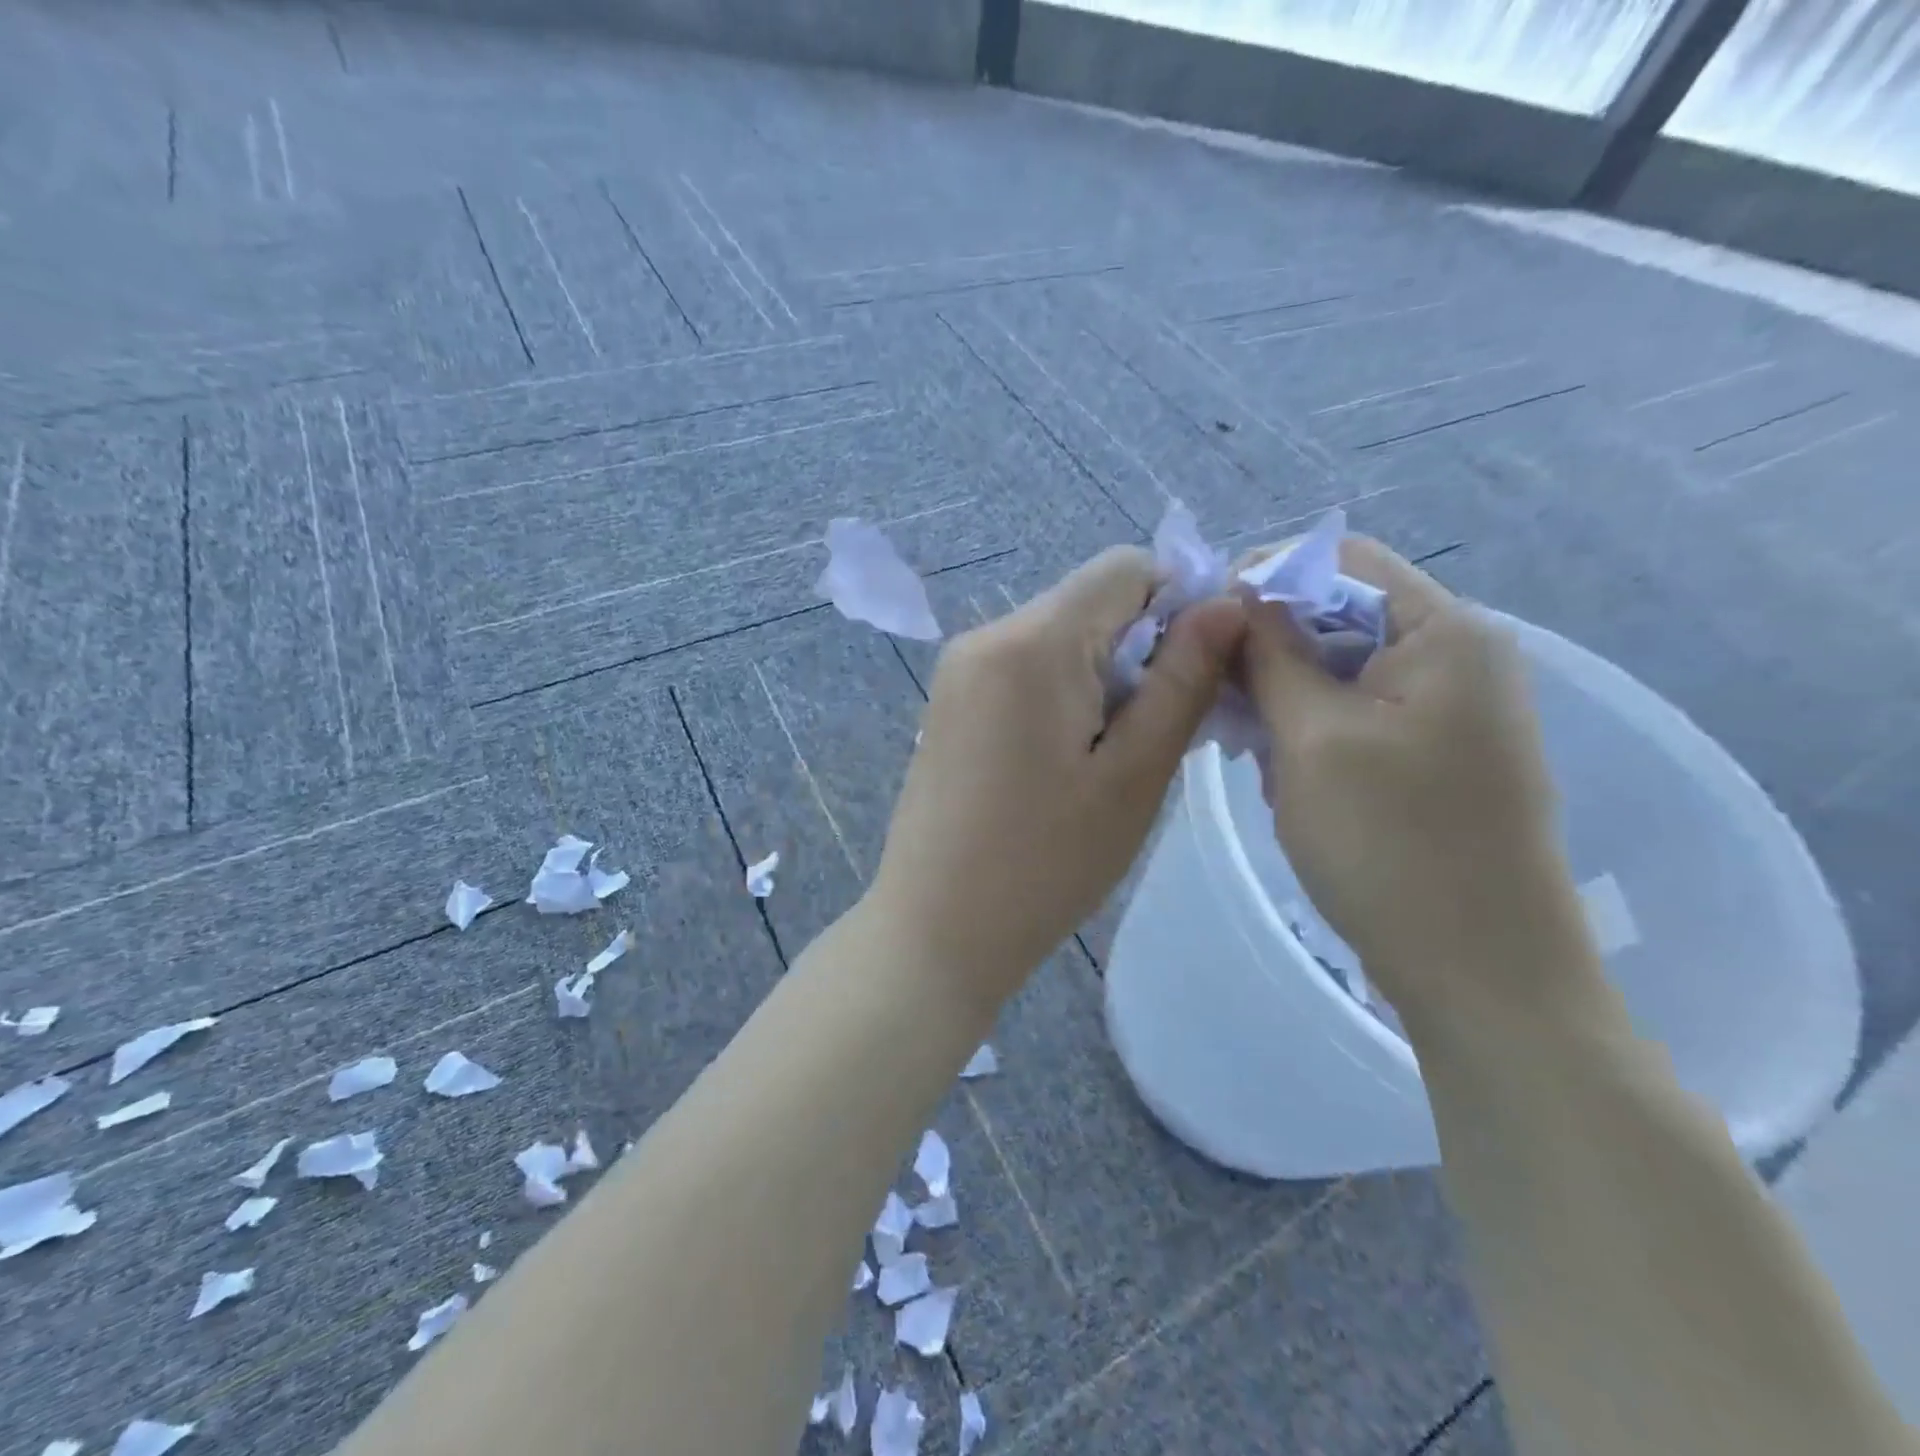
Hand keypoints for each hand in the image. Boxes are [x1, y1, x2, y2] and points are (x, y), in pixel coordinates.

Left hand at [871, 547, 1245, 1009]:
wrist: (937, 929)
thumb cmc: (1046, 863)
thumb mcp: (1134, 774)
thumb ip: (1182, 679)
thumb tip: (1226, 602)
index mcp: (1032, 641)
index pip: (1125, 567)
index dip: (1179, 602)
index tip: (1200, 672)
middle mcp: (986, 635)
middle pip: (1090, 601)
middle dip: (1143, 646)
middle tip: (1161, 731)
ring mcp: (960, 669)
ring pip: (1060, 636)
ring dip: (1105, 675)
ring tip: (1116, 756)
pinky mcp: (951, 703)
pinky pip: (1025, 668)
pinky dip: (1064, 693)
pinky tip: (1070, 760)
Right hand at [1240, 538, 1595, 1020]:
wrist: (1481, 972)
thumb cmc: (1392, 844)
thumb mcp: (1312, 738)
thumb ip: (1272, 655)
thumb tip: (1239, 595)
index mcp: (1445, 632)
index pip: (1341, 561)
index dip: (1264, 578)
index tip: (1202, 624)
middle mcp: (1457, 656)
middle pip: (1339, 614)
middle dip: (1267, 646)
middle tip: (1213, 695)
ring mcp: (1449, 709)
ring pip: (1339, 669)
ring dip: (1282, 695)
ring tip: (1244, 745)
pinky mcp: (1434, 753)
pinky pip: (1356, 713)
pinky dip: (1308, 729)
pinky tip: (1278, 771)